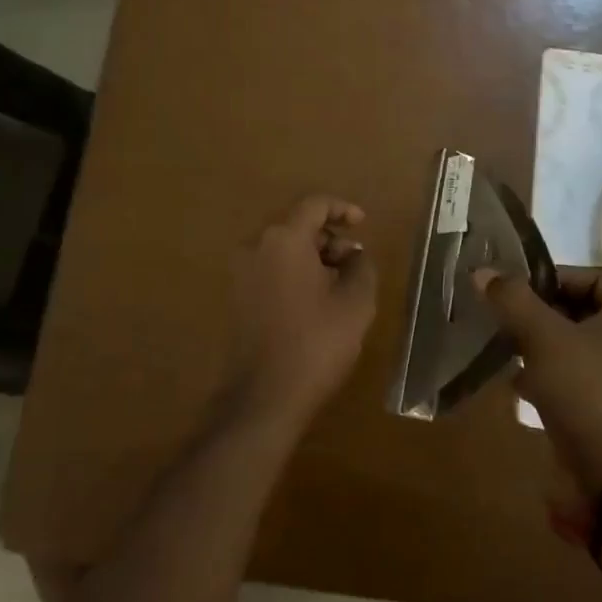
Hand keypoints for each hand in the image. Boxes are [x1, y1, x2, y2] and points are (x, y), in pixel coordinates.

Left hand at [227, 195, 378, 431]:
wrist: (264, 397)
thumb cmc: (316, 343)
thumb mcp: (355, 303)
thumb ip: (361, 267)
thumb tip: (355, 254)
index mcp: (284, 239)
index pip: (314, 205)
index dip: (342, 208)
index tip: (363, 223)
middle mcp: (256, 246)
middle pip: (297, 226)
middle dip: (330, 237)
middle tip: (356, 262)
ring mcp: (242, 272)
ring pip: (284, 249)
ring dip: (313, 257)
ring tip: (340, 283)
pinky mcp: (237, 297)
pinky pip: (271, 269)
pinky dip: (295, 272)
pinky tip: (316, 300)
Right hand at [475, 266, 601, 495]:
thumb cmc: (584, 388)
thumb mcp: (542, 336)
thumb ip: (512, 299)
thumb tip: (482, 271)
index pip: (595, 276)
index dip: (557, 277)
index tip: (523, 292)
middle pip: (583, 309)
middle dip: (543, 312)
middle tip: (511, 318)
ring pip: (577, 343)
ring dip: (542, 342)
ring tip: (510, 348)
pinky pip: (578, 374)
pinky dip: (550, 373)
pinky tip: (520, 383)